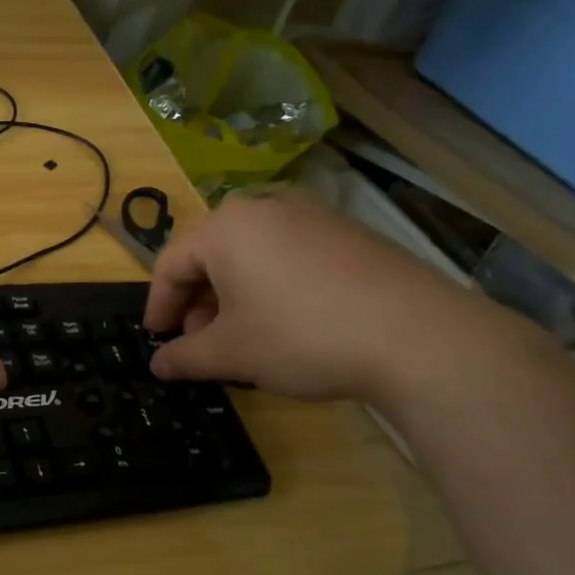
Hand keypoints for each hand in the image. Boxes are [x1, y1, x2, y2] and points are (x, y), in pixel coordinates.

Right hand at [143, 190, 507, 403]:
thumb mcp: (230, 354)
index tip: (157, 339)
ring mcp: (311, 216)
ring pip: (250, 254)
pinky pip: (288, 255)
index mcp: (224, 228)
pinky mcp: (348, 232)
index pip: (171, 264)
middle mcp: (264, 209)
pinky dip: (271, 285)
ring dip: (233, 295)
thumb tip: (158, 365)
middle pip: (210, 255)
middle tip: (199, 342)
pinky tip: (285, 322)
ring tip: (241, 336)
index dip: (158, 305)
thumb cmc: (300, 336)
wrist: (417, 337)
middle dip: (198, 301)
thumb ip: (184, 357)